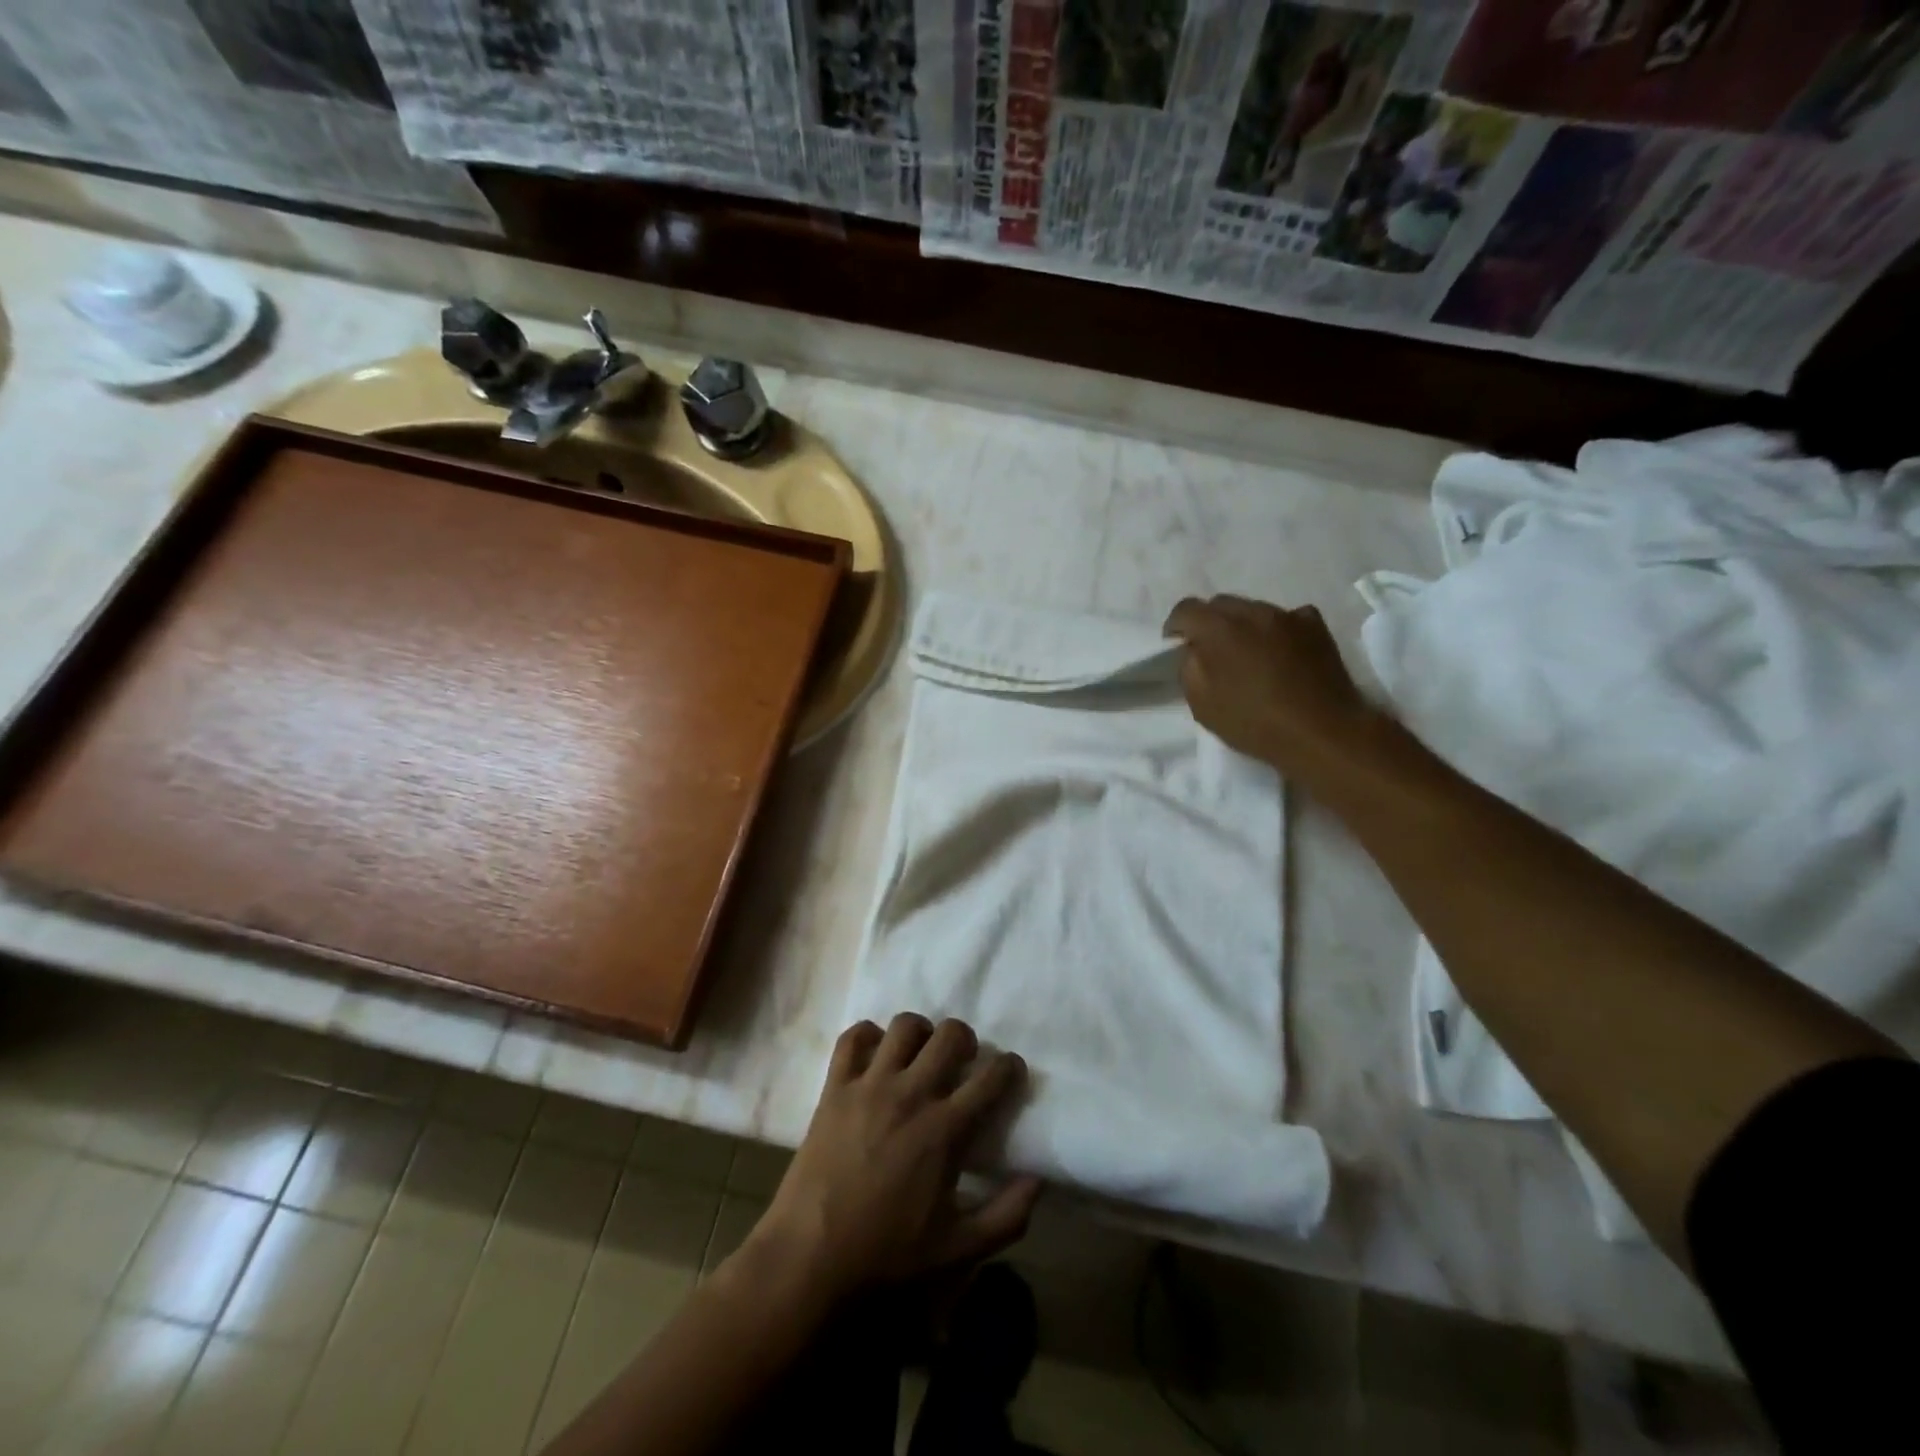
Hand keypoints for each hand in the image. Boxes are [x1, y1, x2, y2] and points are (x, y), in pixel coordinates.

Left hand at [740, 1016, 1040, 1302]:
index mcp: (944, 1130)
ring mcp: (869, 1085)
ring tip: (920, 1054)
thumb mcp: (957, 1250)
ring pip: (904, 1026)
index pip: (991, 1078)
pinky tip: (875, 1055)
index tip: (1010, 1070)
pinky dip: (867, 1036)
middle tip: (963, 1061)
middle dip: (965, 1040)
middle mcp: (910, 1094)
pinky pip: (853, 1038)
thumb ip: (1007, 1217)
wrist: (809, 1260)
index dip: (1009, 1066)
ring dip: (920, 1033)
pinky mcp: (834, 1088)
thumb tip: (1038, 1180)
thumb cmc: (887, 1257)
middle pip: (950, 1034)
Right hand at [1163, 594, 1375, 770]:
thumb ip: (1189, 667)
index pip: (1186, 609)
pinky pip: (1287, 618)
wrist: (1322, 732)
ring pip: (1254, 610)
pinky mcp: (1316, 626)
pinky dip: (1277, 630)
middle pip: (1221, 604)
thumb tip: (1194, 649)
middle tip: (1212, 653)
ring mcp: (1288, 616)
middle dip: (1210, 623)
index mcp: (1219, 629)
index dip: (1176, 627)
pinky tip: (1281, 653)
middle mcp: (1253, 612)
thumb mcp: (1202, 704)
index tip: (1177, 647)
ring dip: (1244, 626)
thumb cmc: (1254, 723)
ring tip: (1250, 656)